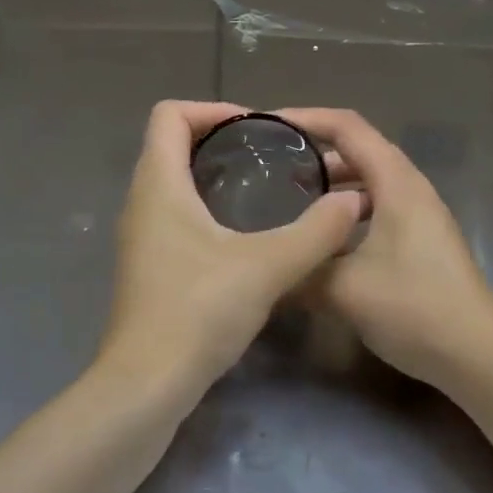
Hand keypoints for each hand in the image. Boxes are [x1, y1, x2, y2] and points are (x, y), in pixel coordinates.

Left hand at [95, 101, 365, 403]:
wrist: (146, 384)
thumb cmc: (198, 312)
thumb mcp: (267, 267)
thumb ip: (315, 232)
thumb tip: (353, 202)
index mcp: (159, 185)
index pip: (169, 115)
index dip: (212, 108)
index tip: (255, 127)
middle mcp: (140, 202)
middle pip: (169, 145)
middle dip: (217, 139)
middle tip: (267, 155)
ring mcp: (139, 237)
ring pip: (170, 182)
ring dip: (210, 174)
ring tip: (261, 189)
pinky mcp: (146, 267)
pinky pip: (171, 215)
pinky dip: (203, 207)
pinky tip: (241, 236)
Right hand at [282, 108, 492, 387]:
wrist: (478, 356)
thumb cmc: (413, 307)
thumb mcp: (343, 289)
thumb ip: (298, 270)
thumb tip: (262, 266)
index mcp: (396, 182)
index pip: (347, 127)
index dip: (305, 118)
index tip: (266, 125)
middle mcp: (410, 188)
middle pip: (358, 150)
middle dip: (313, 152)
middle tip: (269, 167)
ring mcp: (419, 215)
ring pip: (367, 183)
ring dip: (330, 185)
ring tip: (289, 200)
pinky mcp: (420, 241)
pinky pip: (376, 208)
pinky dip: (345, 212)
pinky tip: (323, 240)